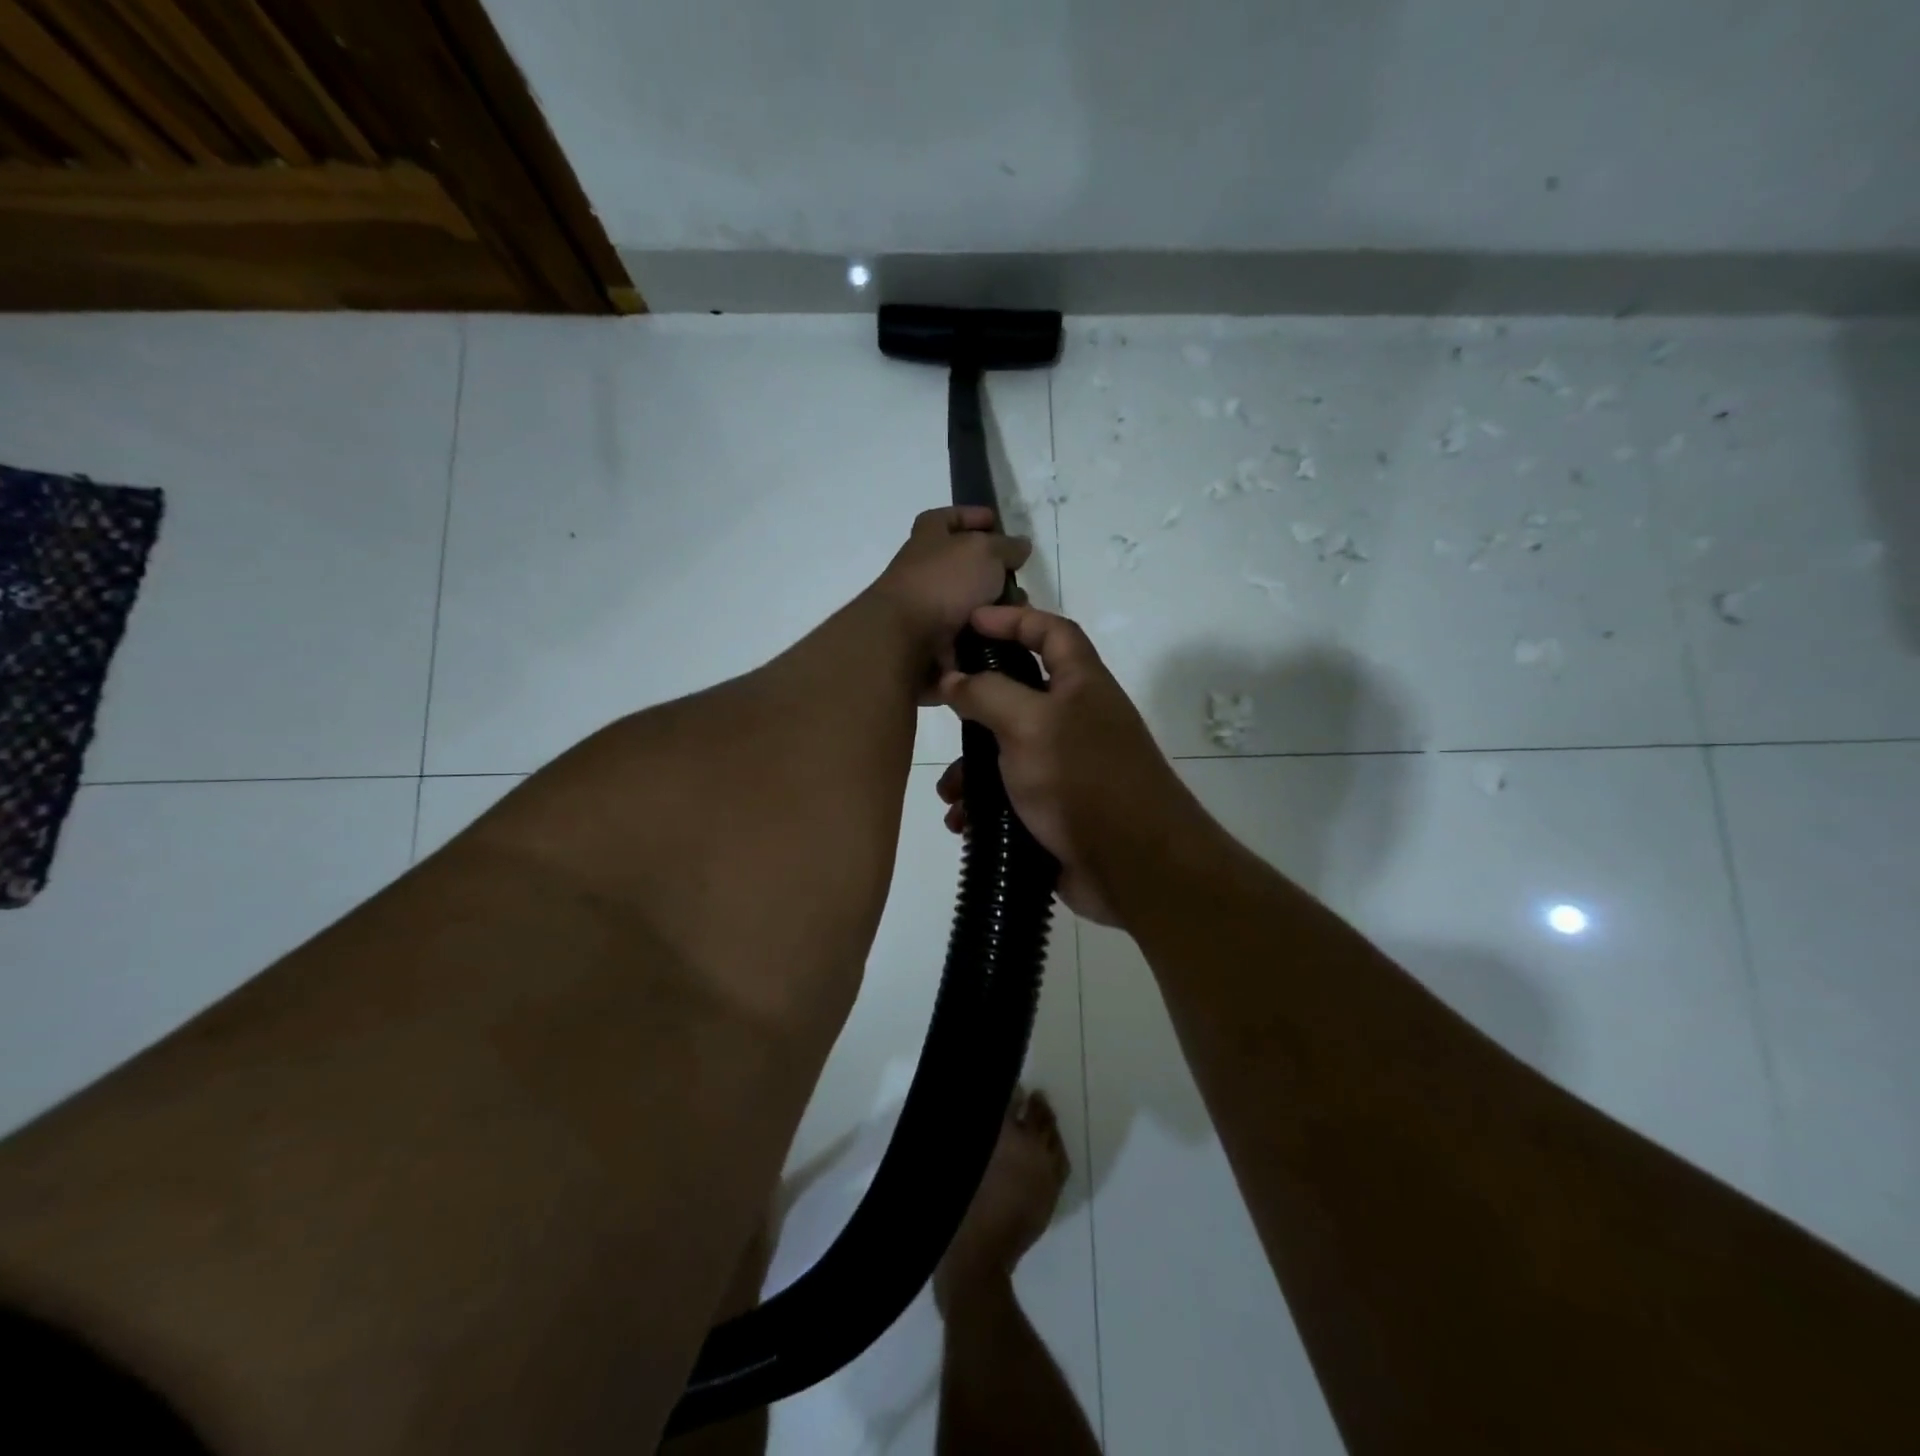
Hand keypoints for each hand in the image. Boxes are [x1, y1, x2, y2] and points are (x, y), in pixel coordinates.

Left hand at [868, 508, 1031, 691]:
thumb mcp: (984, 551)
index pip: (948, 518)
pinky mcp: (933, 639)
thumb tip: (1020, 546)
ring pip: (970, 602)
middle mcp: (924, 569)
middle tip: (1020, 578)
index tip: (995, 522)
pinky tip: (1008, 635)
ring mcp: (927, 606)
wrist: (906, 639)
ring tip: (1020, 612)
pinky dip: (987, 633)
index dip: (970, 516)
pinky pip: (968, 632)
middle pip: (963, 564)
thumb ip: (1006, 546)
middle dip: (994, 571)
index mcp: (928, 537)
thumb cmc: (944, 582)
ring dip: (996, 606)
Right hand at [935, 605, 1199, 926]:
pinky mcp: (1057, 810)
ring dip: (973, 769)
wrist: (1133, 867)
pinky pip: (1011, 796)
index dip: (1014, 618)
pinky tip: (962, 824)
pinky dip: (984, 807)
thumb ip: (987, 694)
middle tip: (942, 713)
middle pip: (1021, 694)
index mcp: (1081, 685)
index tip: (970, 621)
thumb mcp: (1029, 724)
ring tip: (947, 793)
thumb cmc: (1083, 779)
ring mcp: (1067, 767)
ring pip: (1008, 752)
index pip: (1052, 631)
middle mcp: (1077, 720)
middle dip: (978, 705)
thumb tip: (954, 679)